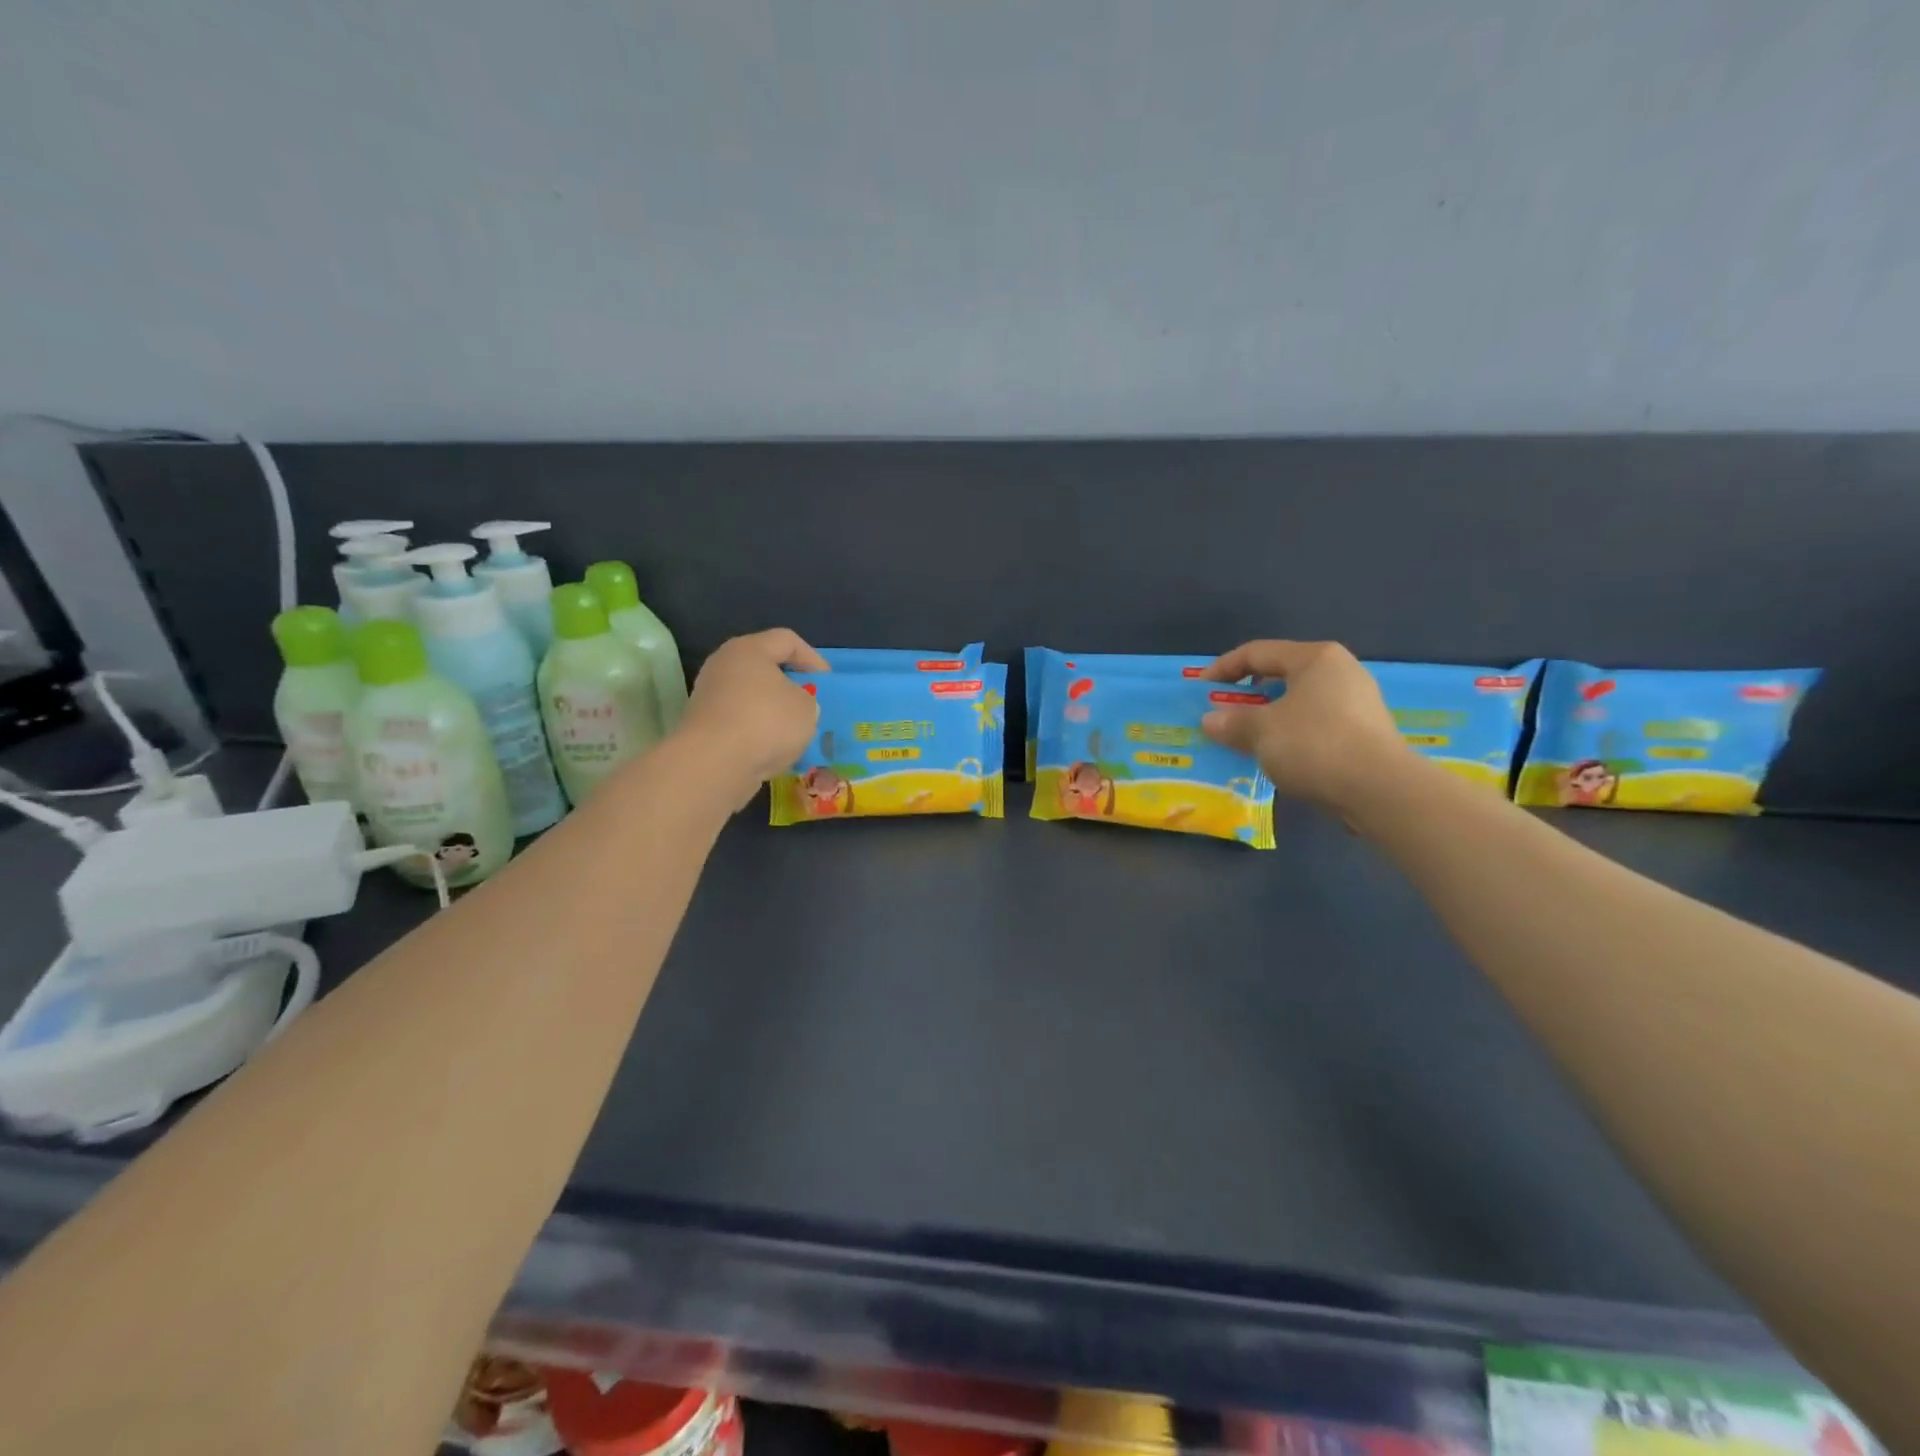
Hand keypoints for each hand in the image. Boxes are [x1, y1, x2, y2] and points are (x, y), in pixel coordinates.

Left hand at [675, 629, 826, 807]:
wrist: (714, 764)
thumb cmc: (766, 722)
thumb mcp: (807, 708)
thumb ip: (807, 700)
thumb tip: (794, 706)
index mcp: (748, 649)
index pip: (787, 640)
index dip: (813, 658)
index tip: (827, 683)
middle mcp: (724, 666)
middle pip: (765, 668)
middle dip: (791, 687)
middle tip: (812, 705)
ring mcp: (710, 697)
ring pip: (752, 699)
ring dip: (775, 714)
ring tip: (796, 734)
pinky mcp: (704, 727)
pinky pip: (740, 724)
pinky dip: (758, 735)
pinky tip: (774, 752)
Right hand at [1200, 640, 1411, 812]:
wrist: (1380, 789)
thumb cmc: (1314, 745)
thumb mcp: (1261, 732)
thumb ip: (1232, 722)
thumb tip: (1210, 720)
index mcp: (1315, 658)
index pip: (1257, 652)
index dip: (1223, 668)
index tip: (1200, 689)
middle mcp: (1340, 671)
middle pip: (1281, 675)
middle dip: (1247, 694)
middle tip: (1223, 713)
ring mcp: (1358, 701)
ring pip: (1299, 702)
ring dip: (1269, 717)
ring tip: (1247, 738)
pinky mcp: (1366, 732)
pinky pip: (1316, 724)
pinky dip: (1292, 734)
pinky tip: (1278, 755)